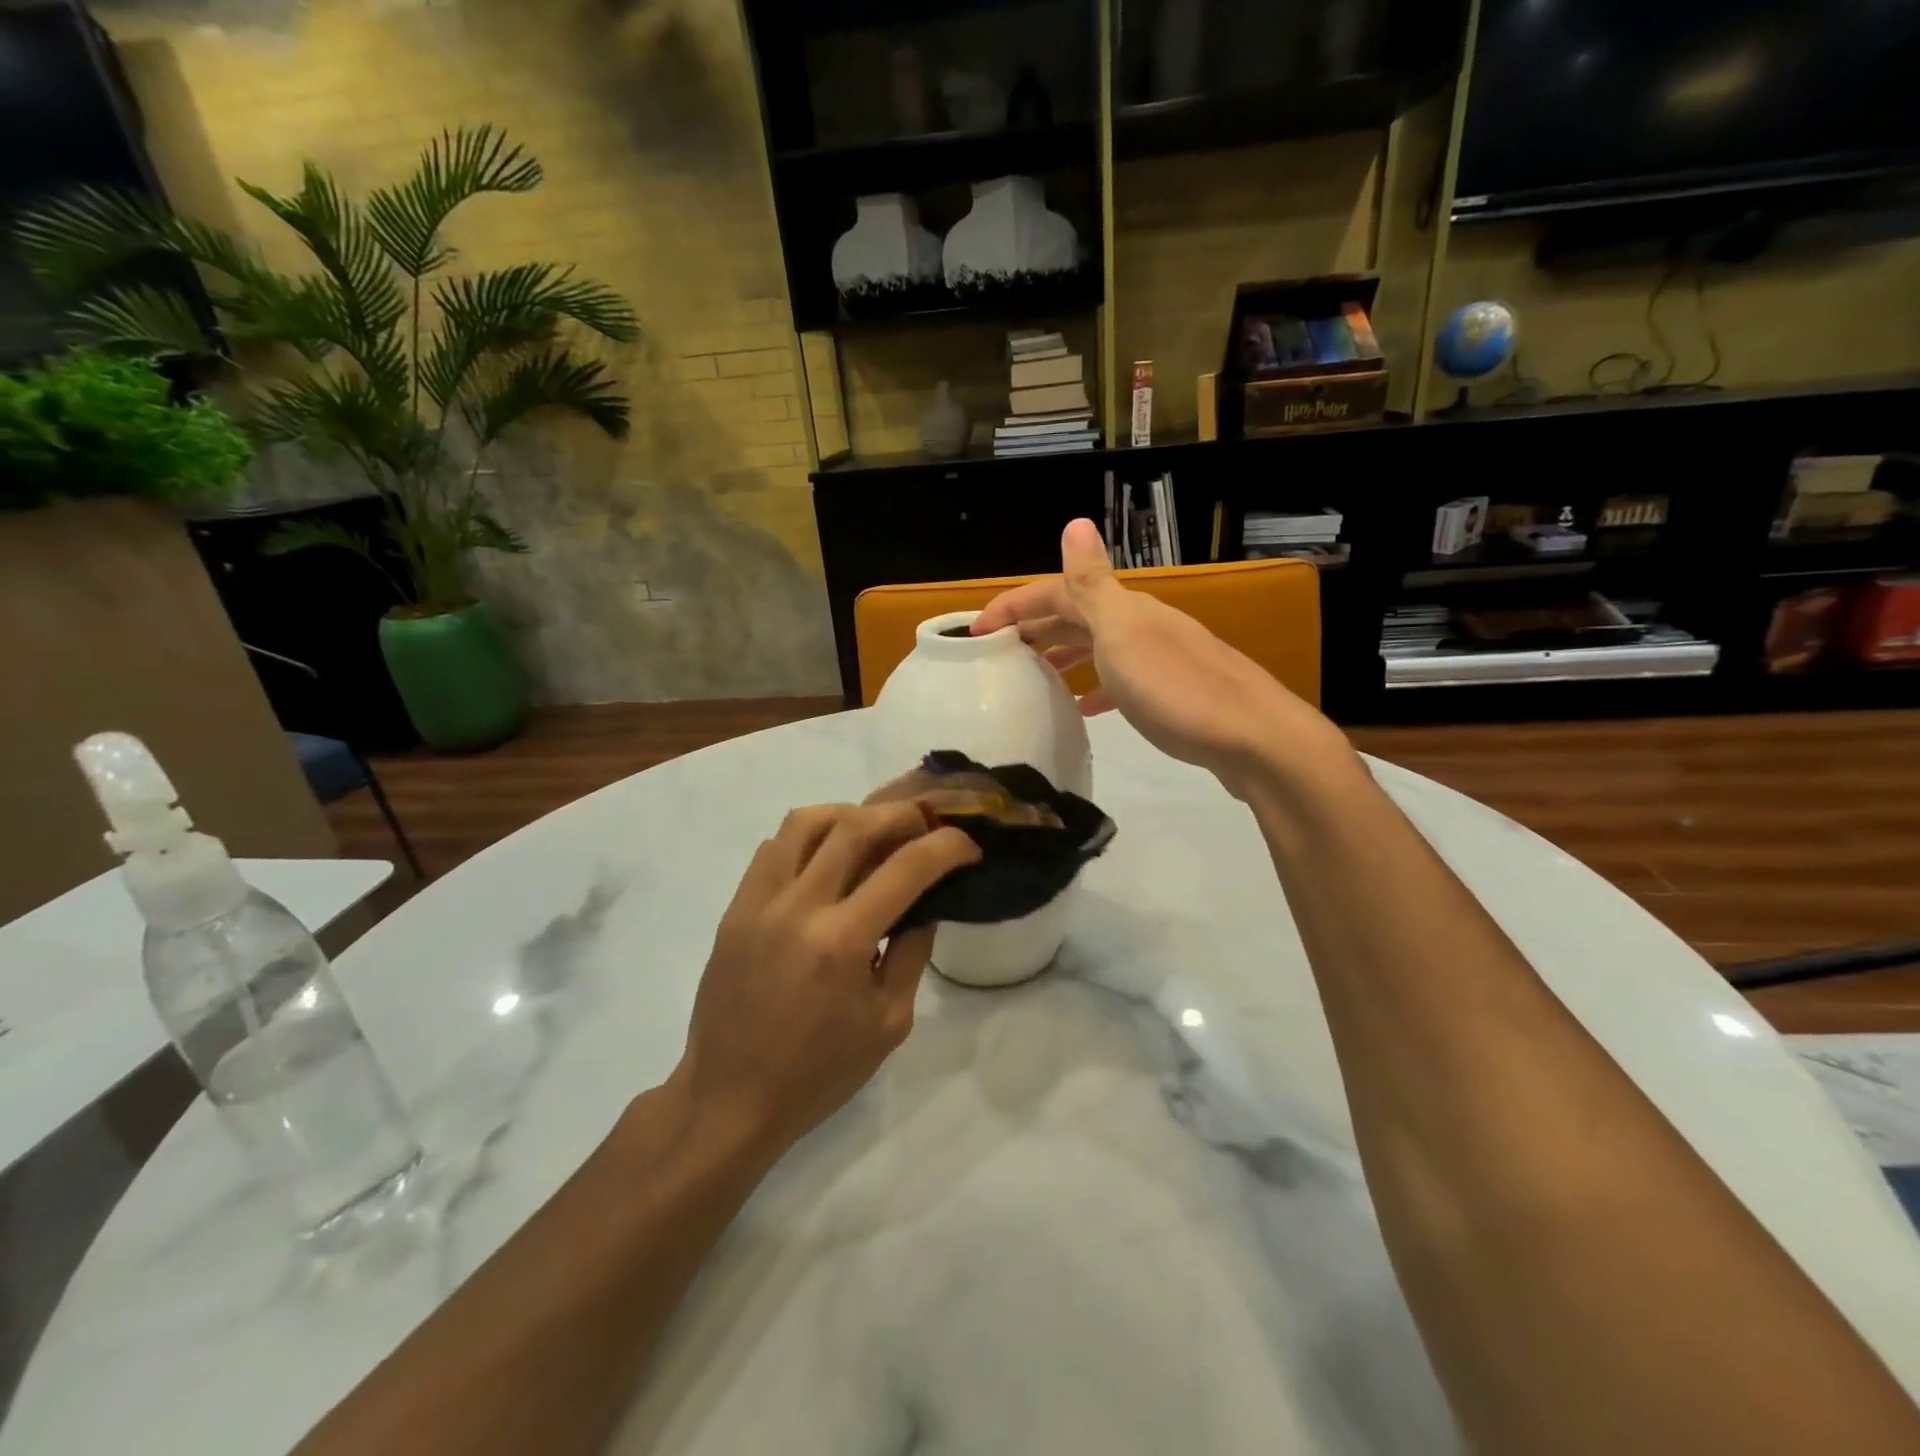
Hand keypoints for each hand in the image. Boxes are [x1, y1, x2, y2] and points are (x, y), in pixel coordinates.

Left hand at [677, 803, 980, 1160]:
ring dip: (849, 814)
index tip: (967, 846)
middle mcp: (798, 907)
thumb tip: (924, 903)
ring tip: (872, 833)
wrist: (730, 1099)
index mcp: (842, 942)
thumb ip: (912, 952)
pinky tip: (826, 862)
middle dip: (902, 815)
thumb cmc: (819, 1072)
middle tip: (925, 825)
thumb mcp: (889, 1022)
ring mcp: (758, 902)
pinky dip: (808, 839)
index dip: (947, 846)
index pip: (906, 868)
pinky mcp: (734, 909)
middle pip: (854, 825)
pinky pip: (773, 848)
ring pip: (805, 821)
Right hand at [972, 519, 1342, 797]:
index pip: (1058, 591)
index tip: (973, 632)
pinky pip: (1119, 680)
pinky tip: (1083, 707)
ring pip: (1097, 647)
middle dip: (1033, 627)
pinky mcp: (1172, 693)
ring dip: (1061, 653)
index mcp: (1124, 609)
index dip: (1013, 605)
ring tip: (1030, 675)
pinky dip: (1094, 686)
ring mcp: (1159, 658)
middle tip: (995, 654)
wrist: (1256, 740)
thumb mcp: (1124, 634)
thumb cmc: (1178, 689)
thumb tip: (1075, 520)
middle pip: (1077, 615)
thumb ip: (1094, 584)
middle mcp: (1141, 624)